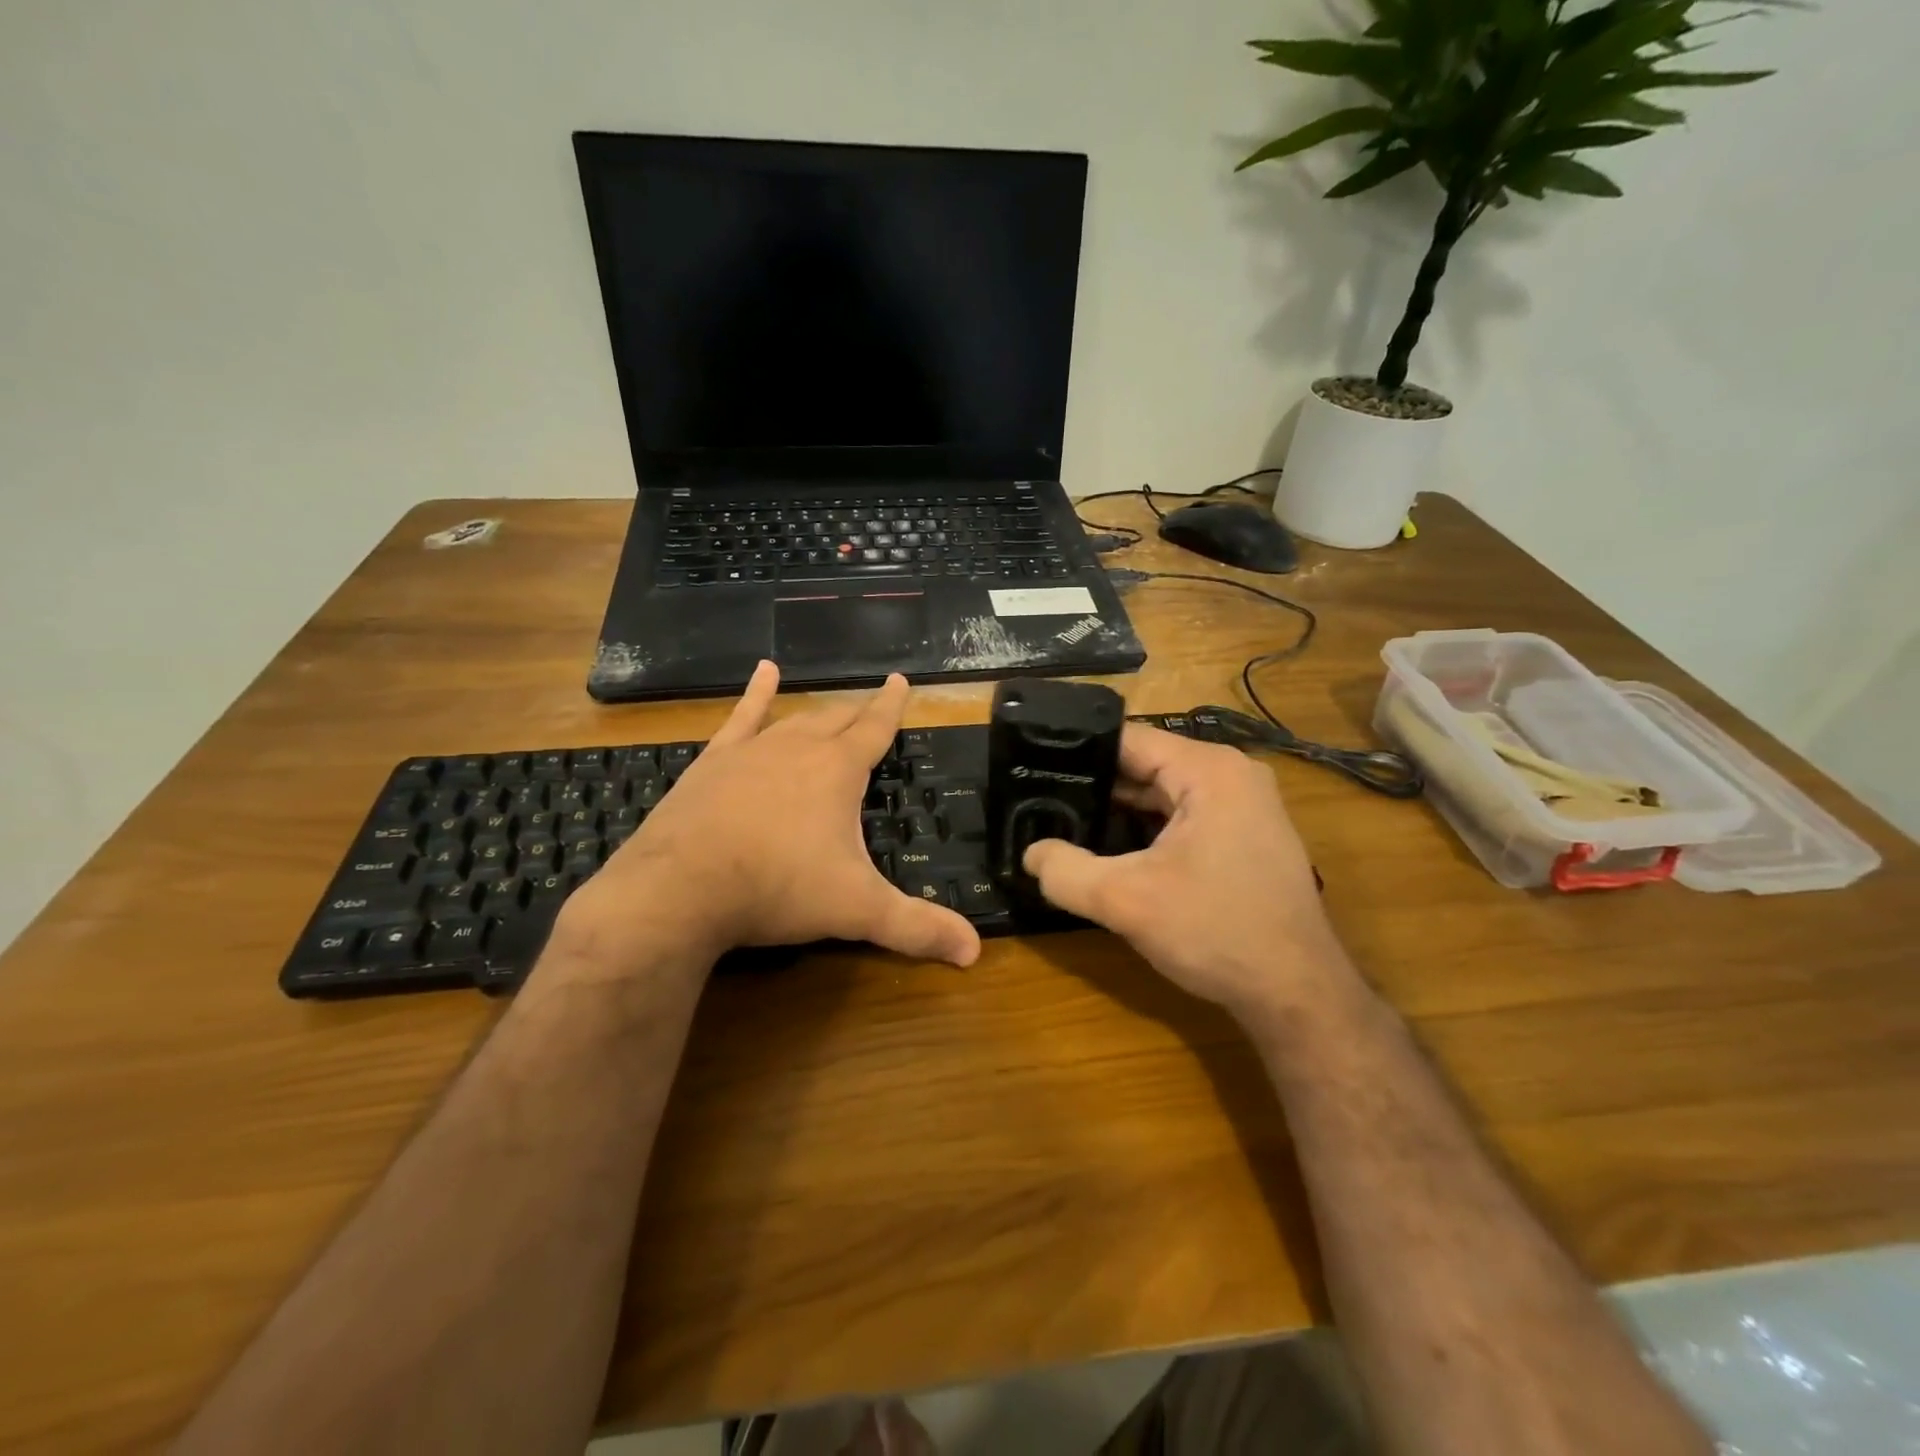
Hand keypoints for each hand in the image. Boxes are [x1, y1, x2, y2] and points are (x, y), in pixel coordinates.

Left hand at [563, 662, 980, 972]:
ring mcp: (751, 750)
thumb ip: (917, 928)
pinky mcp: (713, 762)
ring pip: (795, 718)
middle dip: (859, 712)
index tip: (900, 680)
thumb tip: (974, 952)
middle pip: (837, 720)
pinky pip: (741, 718)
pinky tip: (763, 672)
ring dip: (817, 711)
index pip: (875, 728)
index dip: (892, 706)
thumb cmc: (777, 889)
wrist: (681, 887)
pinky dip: (755, 694)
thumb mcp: (856, 910)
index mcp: (838, 770)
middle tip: (872, 705)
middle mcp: (798, 747)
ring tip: (831, 705)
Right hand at [1022, 724, 1349, 1022]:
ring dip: (1119, 812)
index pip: (1127, 740)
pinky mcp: (1244, 837)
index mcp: (1209, 770)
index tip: (1032, 768)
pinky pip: (1182, 818)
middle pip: (1145, 765)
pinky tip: (1109, 850)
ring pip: (1162, 794)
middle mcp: (1230, 775)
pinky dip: (1146, 830)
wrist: (1297, 995)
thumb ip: (1065, 872)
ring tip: (1062, 823)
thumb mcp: (1126, 901)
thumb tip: (1029, 854)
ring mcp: (1243, 806)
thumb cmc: (1217, 932)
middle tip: (1039, 801)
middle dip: (1094, 786)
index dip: (1076, 752)